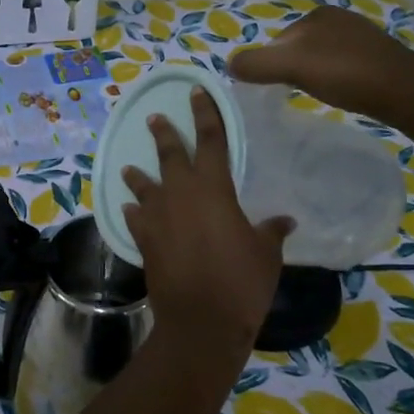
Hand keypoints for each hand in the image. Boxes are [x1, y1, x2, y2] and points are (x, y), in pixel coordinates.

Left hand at [121, 88, 292, 351]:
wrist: (201, 321)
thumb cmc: (241, 282)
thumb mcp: (266, 253)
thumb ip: (271, 231)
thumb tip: (284, 221)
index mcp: (213, 189)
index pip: (211, 140)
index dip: (206, 114)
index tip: (197, 92)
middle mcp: (180, 195)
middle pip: (170, 155)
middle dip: (164, 134)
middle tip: (154, 118)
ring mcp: (157, 218)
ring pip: (144, 186)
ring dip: (138, 175)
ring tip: (130, 167)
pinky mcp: (144, 241)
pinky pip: (135, 219)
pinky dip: (133, 212)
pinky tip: (131, 211)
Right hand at [228, 5, 413, 118]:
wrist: (402, 91)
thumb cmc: (344, 73)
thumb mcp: (291, 66)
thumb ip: (256, 64)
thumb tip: (229, 64)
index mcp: (317, 15)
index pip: (278, 41)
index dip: (270, 65)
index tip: (273, 88)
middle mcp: (339, 19)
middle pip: (297, 49)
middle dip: (291, 69)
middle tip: (293, 94)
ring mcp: (360, 37)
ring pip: (319, 58)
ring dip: (312, 75)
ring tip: (316, 95)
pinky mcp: (376, 57)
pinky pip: (341, 67)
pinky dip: (333, 79)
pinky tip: (339, 93)